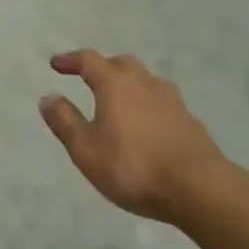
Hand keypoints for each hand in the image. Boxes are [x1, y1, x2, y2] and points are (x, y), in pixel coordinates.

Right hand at [41, 50, 228, 227]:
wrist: (200, 189)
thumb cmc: (134, 166)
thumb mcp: (86, 149)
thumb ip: (64, 121)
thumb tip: (47, 97)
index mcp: (115, 84)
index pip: (89, 60)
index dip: (70, 60)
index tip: (56, 64)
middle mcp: (144, 83)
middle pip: (122, 63)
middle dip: (104, 67)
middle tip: (91, 79)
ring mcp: (173, 101)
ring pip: (147, 81)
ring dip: (130, 84)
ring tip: (122, 102)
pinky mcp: (192, 123)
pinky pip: (164, 104)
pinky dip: (150, 106)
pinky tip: (149, 126)